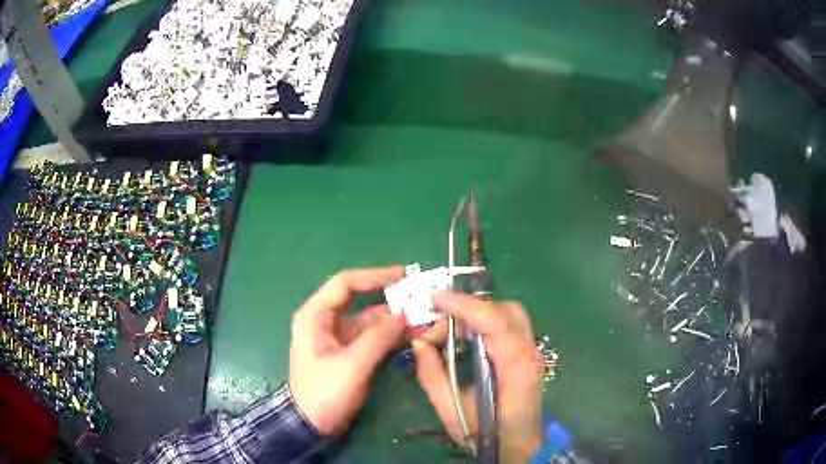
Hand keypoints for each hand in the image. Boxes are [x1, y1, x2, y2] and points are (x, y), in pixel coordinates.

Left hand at [289, 267, 405, 435]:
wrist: (312, 424)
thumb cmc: (324, 392)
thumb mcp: (352, 365)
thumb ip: (378, 337)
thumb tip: (404, 313)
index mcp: (315, 316)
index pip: (345, 284)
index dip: (374, 277)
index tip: (402, 275)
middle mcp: (326, 321)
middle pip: (359, 299)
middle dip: (388, 298)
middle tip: (419, 295)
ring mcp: (338, 337)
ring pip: (369, 320)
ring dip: (393, 318)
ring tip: (422, 316)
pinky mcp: (349, 352)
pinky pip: (372, 337)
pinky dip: (390, 334)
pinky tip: (411, 333)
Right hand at [411, 292, 543, 461]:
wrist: (519, 447)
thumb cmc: (487, 434)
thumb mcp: (451, 410)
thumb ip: (432, 375)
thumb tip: (418, 342)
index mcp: (515, 369)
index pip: (496, 323)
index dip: (466, 306)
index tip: (436, 298)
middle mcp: (530, 354)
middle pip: (506, 311)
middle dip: (471, 308)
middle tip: (440, 321)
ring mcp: (533, 353)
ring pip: (510, 314)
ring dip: (479, 313)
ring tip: (452, 329)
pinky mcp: (529, 355)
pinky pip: (510, 325)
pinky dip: (487, 322)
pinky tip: (469, 338)